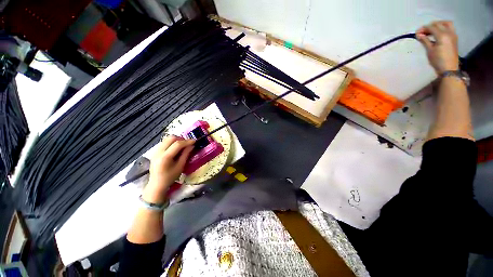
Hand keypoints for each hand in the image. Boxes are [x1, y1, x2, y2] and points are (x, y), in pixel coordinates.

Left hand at [142, 136, 194, 203]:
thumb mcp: (180, 167)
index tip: (194, 141)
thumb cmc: (170, 177)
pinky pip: (164, 142)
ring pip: (167, 139)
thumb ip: (185, 154)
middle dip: (181, 139)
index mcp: (165, 157)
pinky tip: (176, 148)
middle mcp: (158, 152)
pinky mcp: (155, 151)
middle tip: (188, 143)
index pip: (177, 144)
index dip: (187, 141)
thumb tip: (192, 146)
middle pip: (170, 138)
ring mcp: (155, 151)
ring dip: (176, 140)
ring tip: (183, 145)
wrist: (156, 184)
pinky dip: (171, 142)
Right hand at [416, 21, 458, 74]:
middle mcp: (448, 32)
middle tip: (423, 32)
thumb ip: (425, 41)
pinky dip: (443, 27)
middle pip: (438, 24)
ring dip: (438, 24)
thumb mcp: (430, 50)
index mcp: (442, 35)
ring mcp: (453, 34)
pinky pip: (449, 28)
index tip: (417, 33)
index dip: (423, 29)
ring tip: (432, 30)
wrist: (449, 69)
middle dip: (430, 26)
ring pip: (446, 23)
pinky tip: (438, 33)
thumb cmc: (438, 61)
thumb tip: (419, 34)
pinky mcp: (454, 38)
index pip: (431, 27)